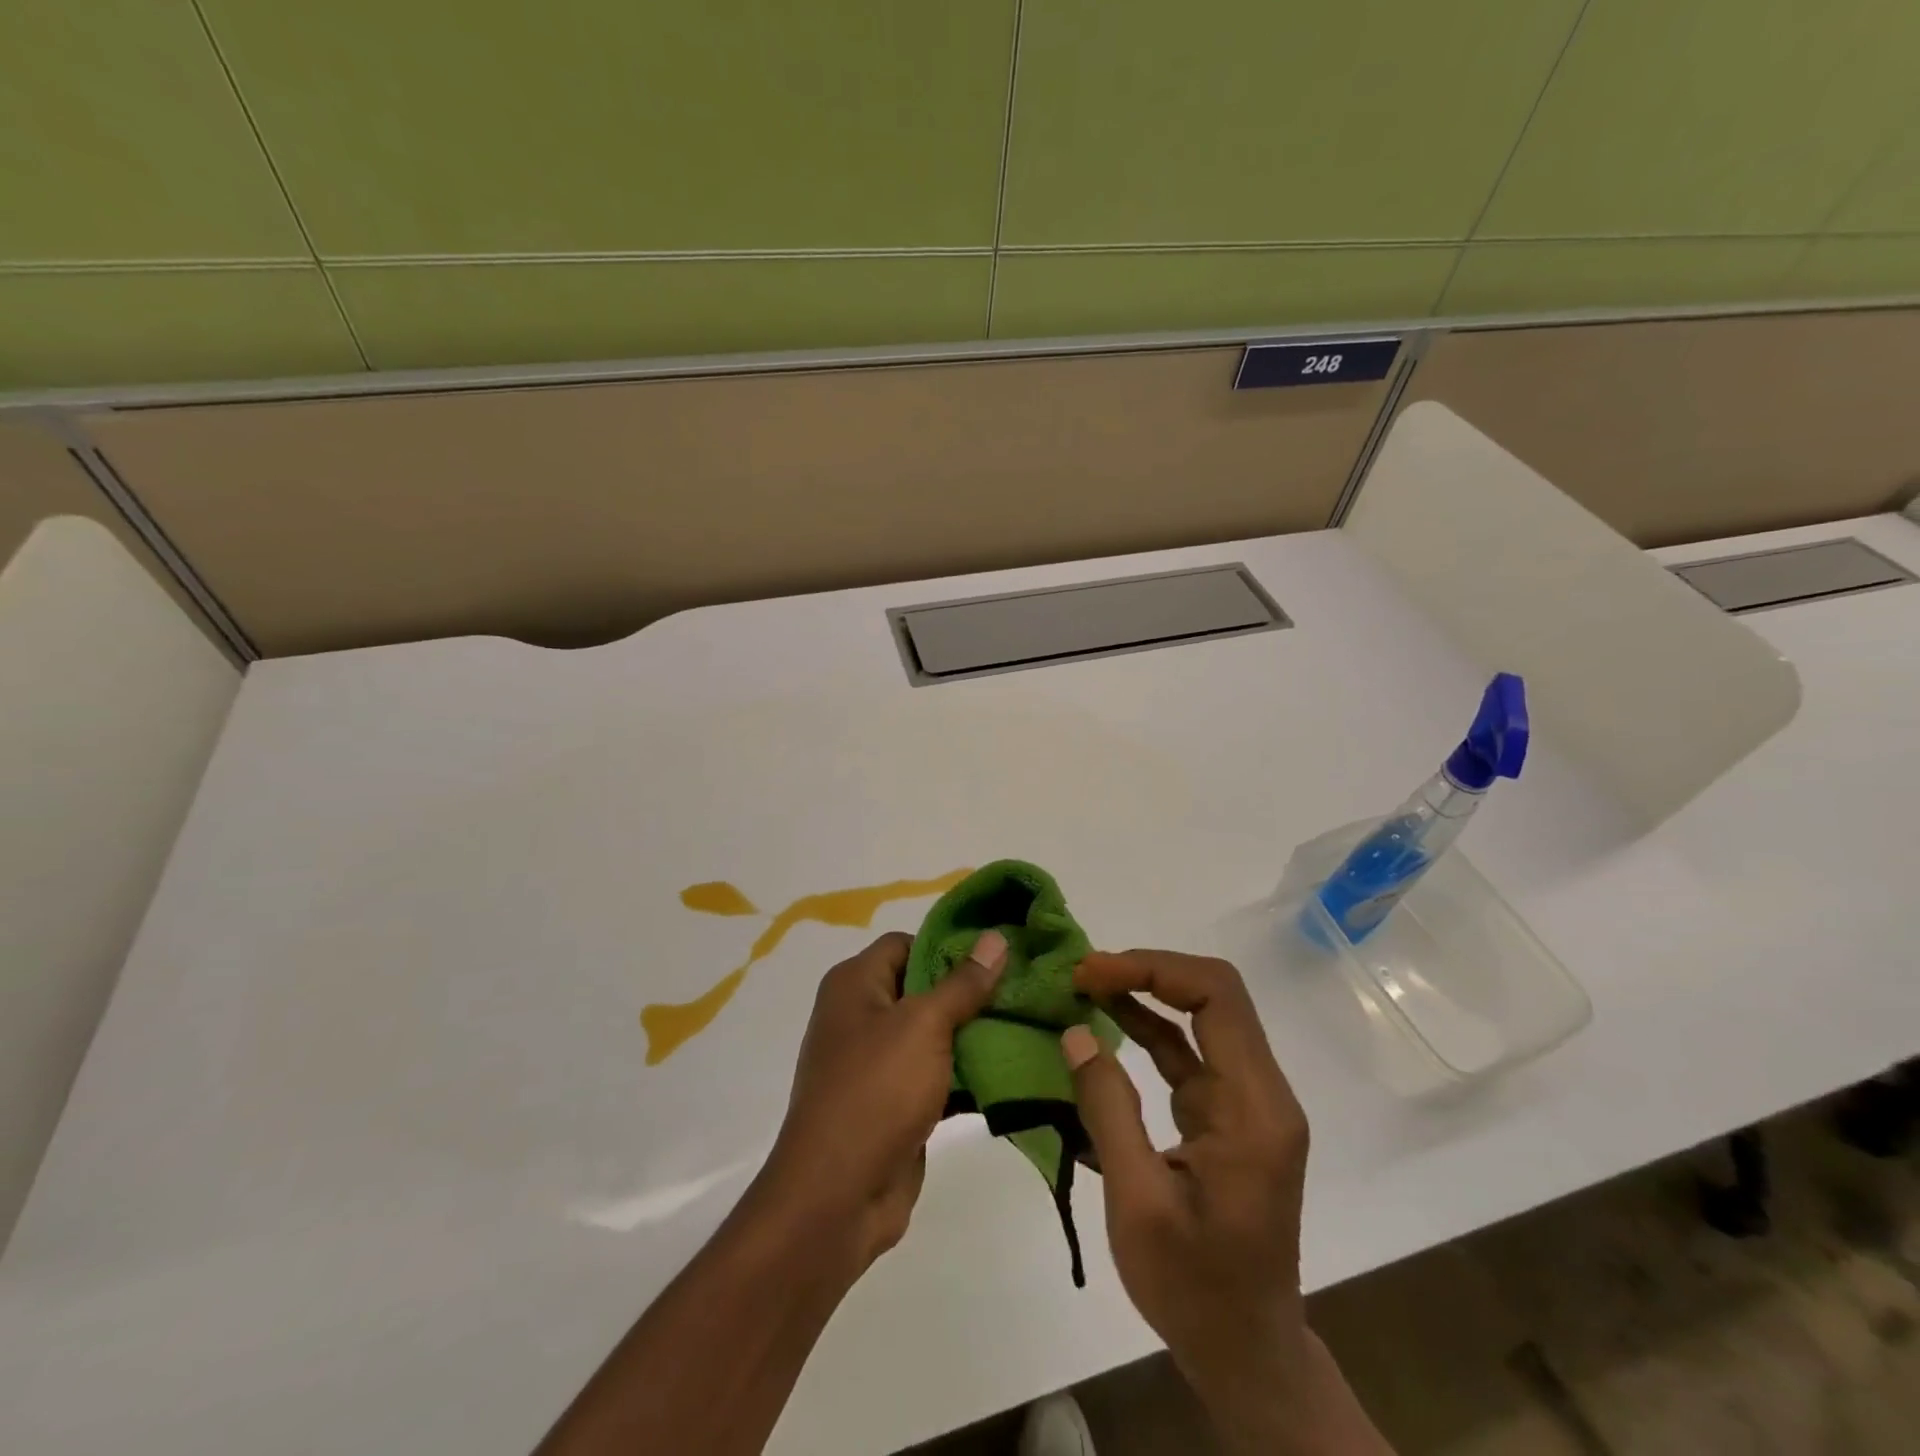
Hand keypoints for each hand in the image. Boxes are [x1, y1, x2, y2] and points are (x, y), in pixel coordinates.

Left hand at [756, 928, 1006, 1270]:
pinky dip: (963, 1072)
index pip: (907, 943)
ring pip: (932, 1033)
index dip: (949, 946)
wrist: (838, 1195)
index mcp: (855, 983)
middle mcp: (860, 1014)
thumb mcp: (924, 1025)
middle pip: (922, 987)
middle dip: (969, 991)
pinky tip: (1008, 1070)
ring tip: (1025, 1025)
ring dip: (972, 1033)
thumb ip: (962, 982)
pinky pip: (933, 1073)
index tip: (998, 955)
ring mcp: (874, 1061)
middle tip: (1021, 990)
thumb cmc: (877, 1090)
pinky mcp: (892, 1101)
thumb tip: (994, 937)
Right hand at [1063, 950, 1314, 1433]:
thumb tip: (1076, 1032)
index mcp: (1254, 1107)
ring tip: (1084, 986)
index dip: (1153, 969)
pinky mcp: (1226, 1115)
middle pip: (1213, 996)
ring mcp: (1245, 1102)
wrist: (1246, 1354)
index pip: (1217, 997)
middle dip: (1146, 972)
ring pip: (1200, 1017)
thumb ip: (1108, 1110)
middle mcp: (1260, 1092)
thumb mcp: (1138, 1203)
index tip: (1092, 974)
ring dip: (1144, 994)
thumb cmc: (1195, 1287)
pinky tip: (1106, 1022)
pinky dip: (1147, 1030)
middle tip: (1082, 975)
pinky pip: (1188, 1053)